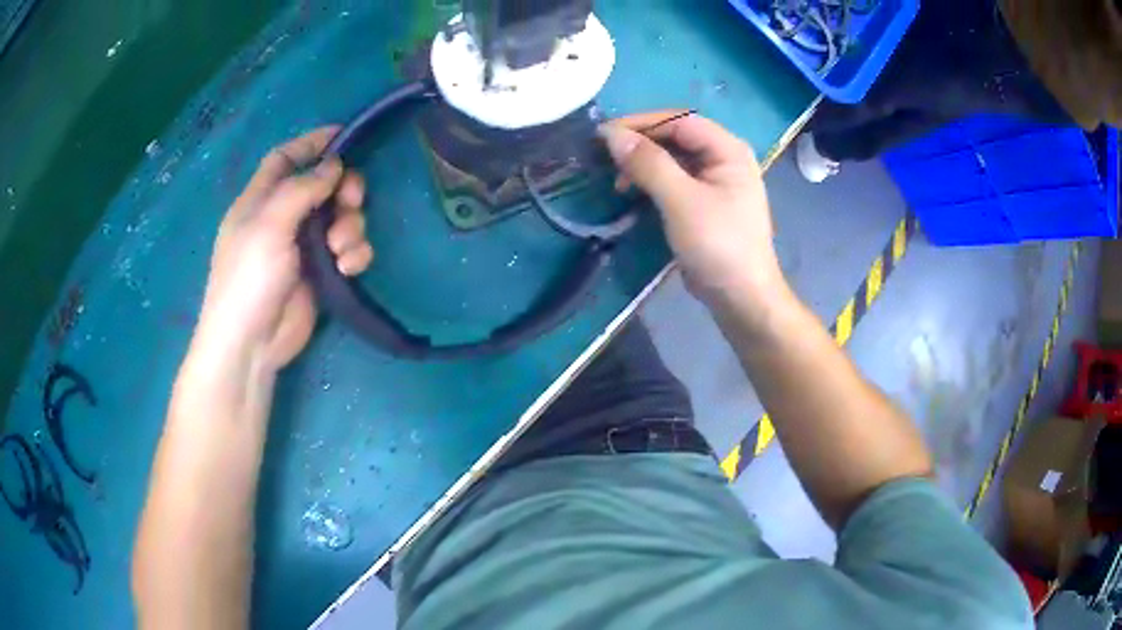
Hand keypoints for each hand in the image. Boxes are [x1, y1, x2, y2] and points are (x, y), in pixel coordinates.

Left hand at [194, 127, 373, 369]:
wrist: (252, 344)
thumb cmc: (248, 277)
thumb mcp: (269, 224)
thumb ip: (302, 188)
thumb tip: (334, 165)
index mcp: (260, 201)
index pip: (285, 159)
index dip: (310, 144)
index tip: (344, 134)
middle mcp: (282, 218)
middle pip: (322, 186)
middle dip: (343, 189)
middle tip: (351, 200)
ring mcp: (303, 247)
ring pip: (340, 218)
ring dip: (350, 227)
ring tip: (342, 249)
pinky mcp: (321, 274)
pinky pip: (348, 251)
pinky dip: (354, 255)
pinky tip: (348, 269)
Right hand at [598, 112, 782, 304]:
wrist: (741, 297)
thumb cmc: (718, 245)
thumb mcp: (681, 201)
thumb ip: (649, 163)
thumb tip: (612, 135)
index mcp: (728, 150)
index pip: (679, 120)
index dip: (641, 123)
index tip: (604, 135)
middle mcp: (724, 158)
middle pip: (675, 136)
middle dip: (640, 143)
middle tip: (605, 157)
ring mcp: (715, 180)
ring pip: (672, 158)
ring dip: (643, 163)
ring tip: (617, 181)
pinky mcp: (704, 202)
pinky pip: (673, 179)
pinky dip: (651, 181)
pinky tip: (632, 192)